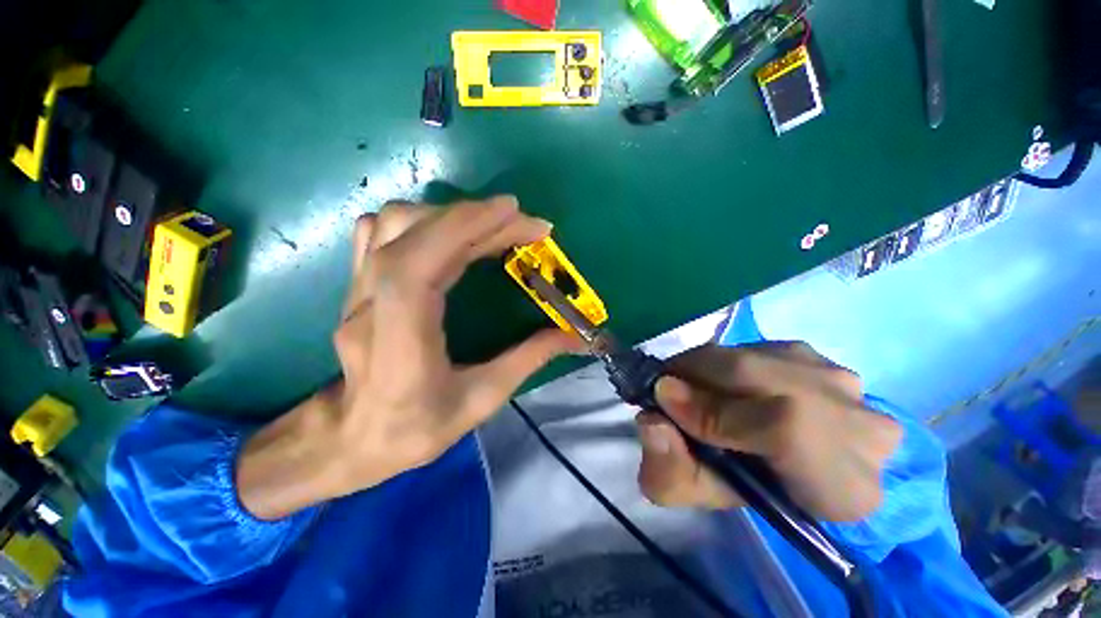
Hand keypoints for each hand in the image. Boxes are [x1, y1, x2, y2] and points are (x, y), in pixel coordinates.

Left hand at [237, 196, 578, 519]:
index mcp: (399, 336)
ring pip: (394, 223)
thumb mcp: (481, 400)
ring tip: (493, 228)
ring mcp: (358, 288)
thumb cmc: (414, 428)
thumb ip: (528, 360)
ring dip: (451, 216)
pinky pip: (381, 231)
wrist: (349, 439)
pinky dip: (422, 220)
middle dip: (479, 219)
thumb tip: (573, 336)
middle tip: (527, 226)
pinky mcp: (360, 283)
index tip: (516, 214)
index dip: (466, 226)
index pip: (422, 261)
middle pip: (417, 233)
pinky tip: (450, 233)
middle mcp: (371, 301)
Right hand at [635, 342, 901, 521]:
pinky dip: (727, 361)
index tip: (663, 400)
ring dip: (709, 368)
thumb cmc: (746, 490)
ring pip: (754, 357)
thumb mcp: (699, 496)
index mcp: (843, 486)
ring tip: (692, 386)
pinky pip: (757, 348)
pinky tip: (723, 383)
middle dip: (695, 374)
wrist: (792, 466)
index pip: (783, 429)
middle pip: (760, 376)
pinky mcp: (822, 358)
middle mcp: (859, 425)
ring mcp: (843, 382)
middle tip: (664, 384)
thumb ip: (668, 471)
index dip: (714, 411)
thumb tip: (651, 423)